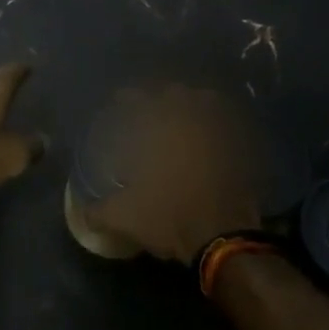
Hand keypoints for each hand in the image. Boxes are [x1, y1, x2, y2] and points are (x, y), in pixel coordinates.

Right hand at [82, 85, 263, 264]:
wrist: (225, 237)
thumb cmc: (170, 216)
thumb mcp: (125, 217)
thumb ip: (100, 211)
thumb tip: (85, 213)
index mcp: (161, 124)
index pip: (138, 97)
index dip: (126, 97)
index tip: (119, 102)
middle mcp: (192, 117)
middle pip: (175, 92)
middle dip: (161, 97)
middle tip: (151, 111)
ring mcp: (222, 130)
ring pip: (206, 102)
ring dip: (193, 105)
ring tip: (182, 120)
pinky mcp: (243, 147)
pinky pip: (229, 125)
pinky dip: (218, 126)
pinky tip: (209, 141)